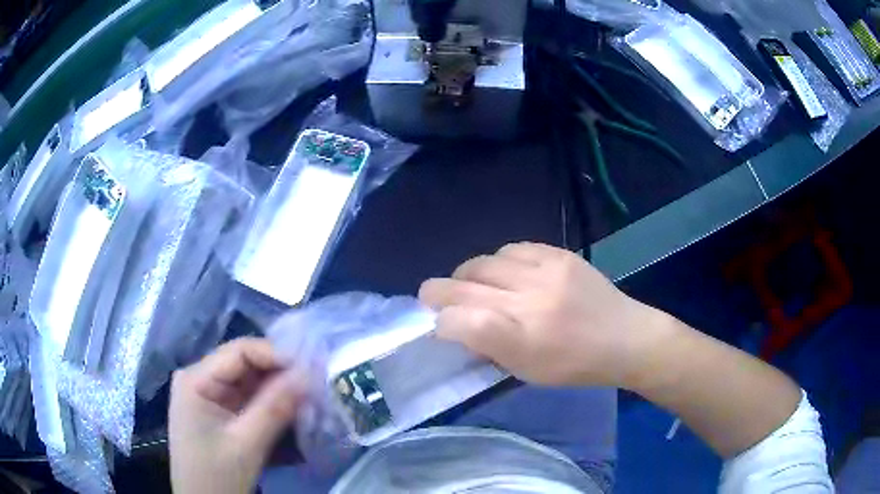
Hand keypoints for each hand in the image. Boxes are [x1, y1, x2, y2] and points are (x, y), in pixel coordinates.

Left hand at [169, 338, 306, 493]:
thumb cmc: (216, 475)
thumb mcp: (246, 444)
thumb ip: (275, 408)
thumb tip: (310, 374)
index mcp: (196, 379)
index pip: (239, 352)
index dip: (276, 355)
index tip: (313, 369)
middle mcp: (201, 379)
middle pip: (246, 365)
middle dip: (281, 375)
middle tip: (317, 384)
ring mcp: (211, 396)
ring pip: (251, 383)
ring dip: (280, 391)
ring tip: (311, 398)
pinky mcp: (222, 412)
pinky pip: (250, 400)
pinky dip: (272, 405)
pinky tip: (293, 412)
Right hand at [419, 242, 671, 387]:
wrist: (624, 337)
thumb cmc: (574, 365)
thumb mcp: (526, 372)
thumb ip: (488, 348)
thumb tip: (457, 326)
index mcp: (521, 341)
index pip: (459, 321)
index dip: (440, 321)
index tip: (440, 325)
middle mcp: (529, 302)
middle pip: (463, 285)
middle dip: (438, 292)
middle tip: (435, 297)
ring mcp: (545, 272)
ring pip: (483, 262)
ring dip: (469, 275)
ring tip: (475, 285)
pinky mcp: (559, 254)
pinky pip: (512, 248)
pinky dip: (500, 261)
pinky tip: (506, 272)